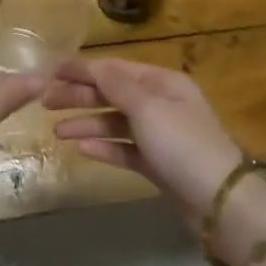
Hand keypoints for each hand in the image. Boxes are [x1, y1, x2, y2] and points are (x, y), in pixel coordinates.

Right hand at [46, 59, 243, 213]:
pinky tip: (81, 149)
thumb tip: (93, 64)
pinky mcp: (158, 164)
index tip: (51, 72)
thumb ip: (116, 85)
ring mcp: (161, 135)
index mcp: (163, 82)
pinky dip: (104, 147)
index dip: (83, 69)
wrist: (220, 202)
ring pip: (116, 123)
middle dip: (80, 96)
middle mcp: (162, 103)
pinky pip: (125, 149)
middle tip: (45, 102)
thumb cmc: (183, 144)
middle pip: (114, 94)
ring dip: (87, 123)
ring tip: (57, 132)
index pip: (116, 69)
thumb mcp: (148, 108)